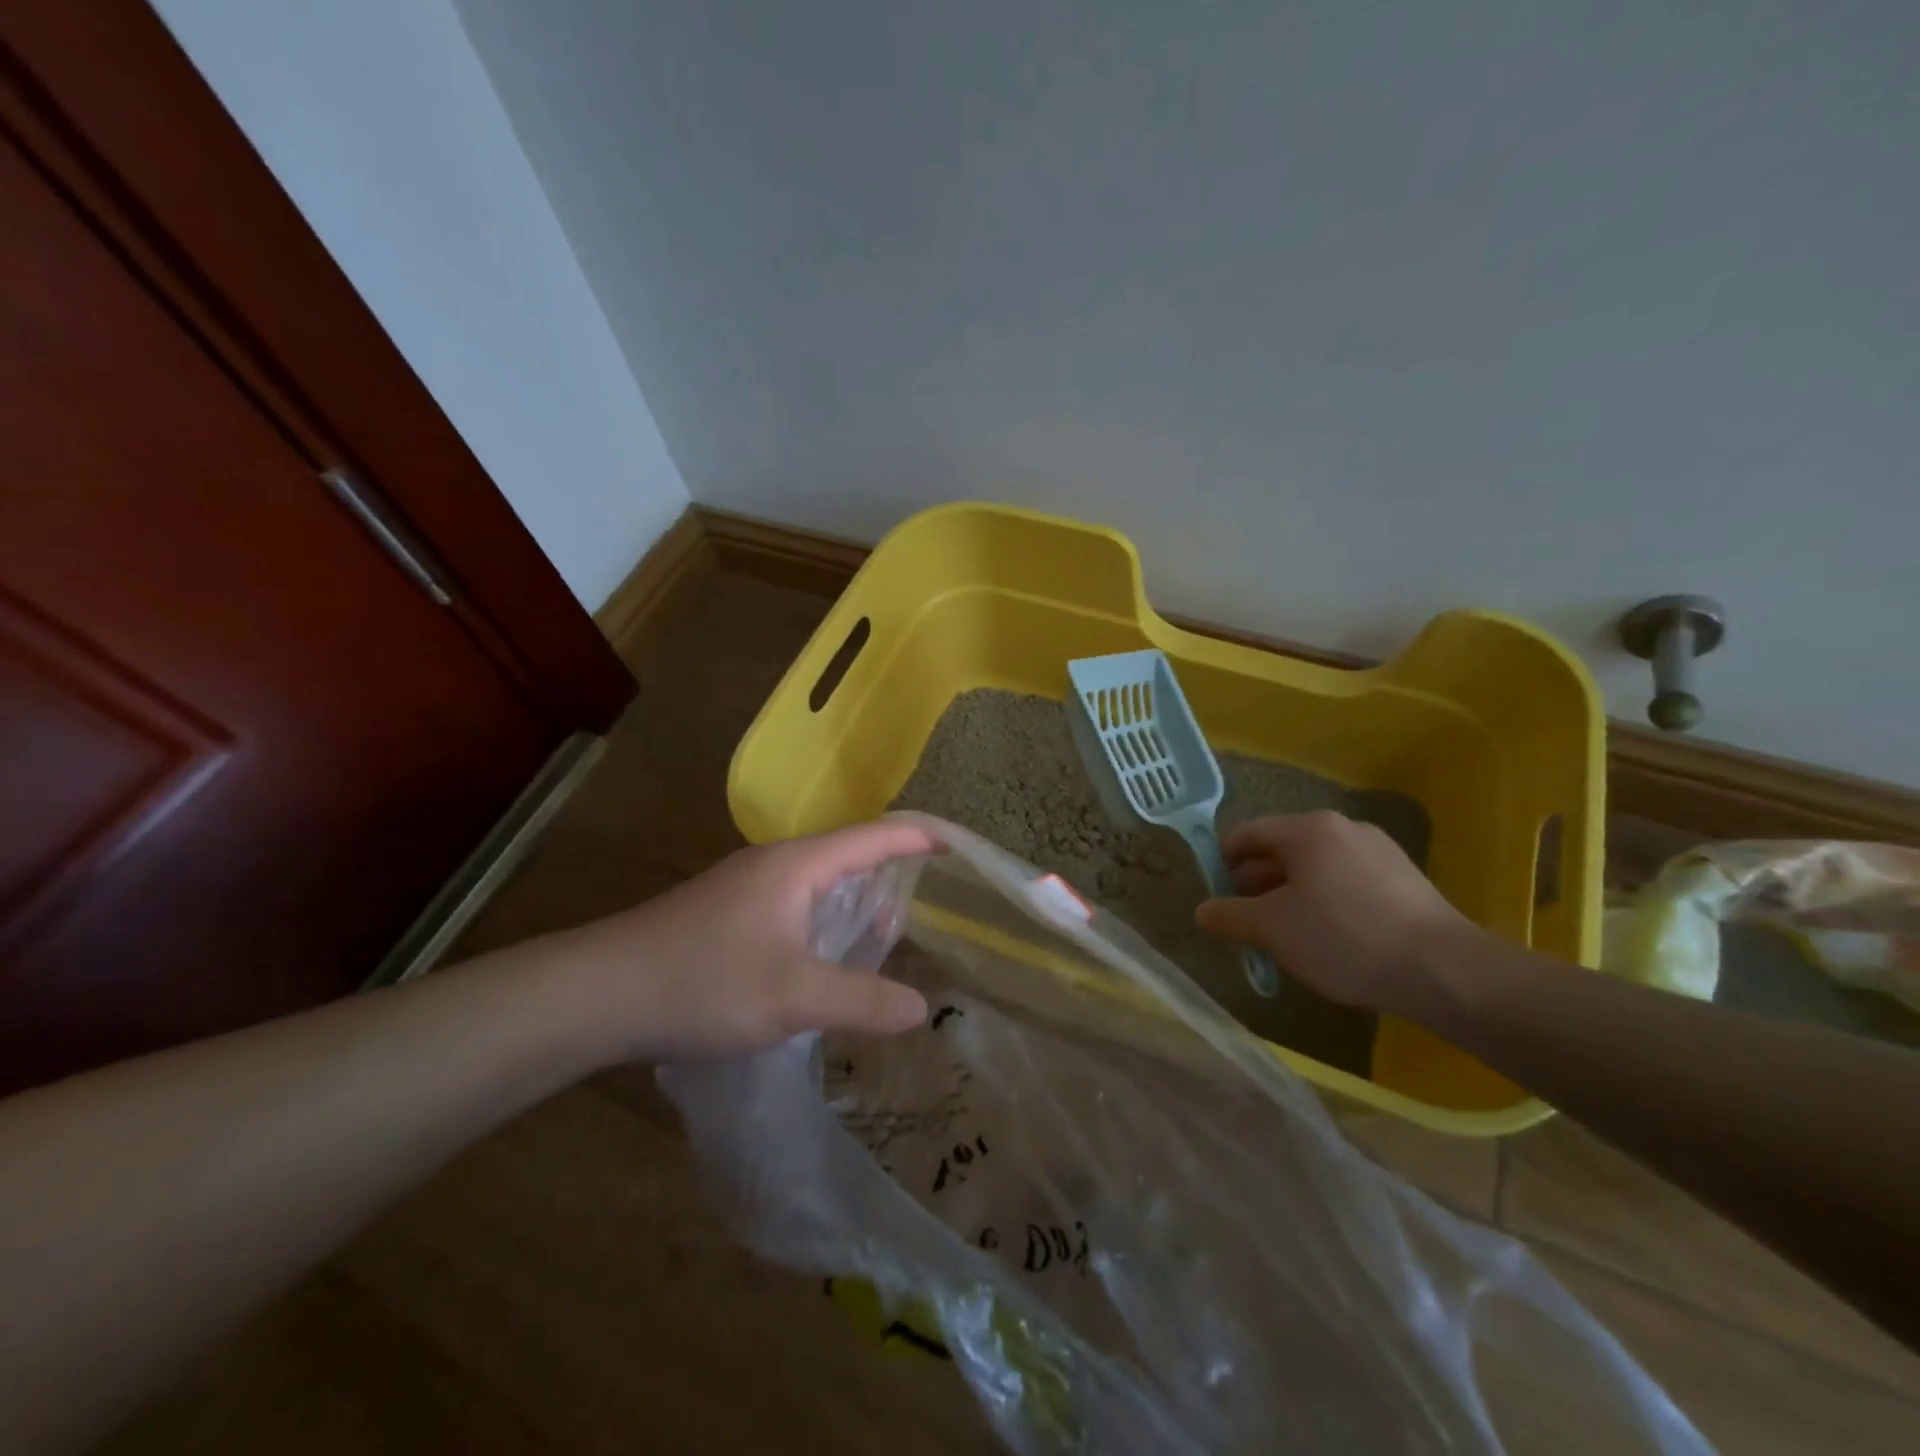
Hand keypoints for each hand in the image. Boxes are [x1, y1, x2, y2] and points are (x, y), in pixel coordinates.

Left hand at [538, 821, 935, 1064]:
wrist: (596, 995)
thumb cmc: (702, 982)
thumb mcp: (792, 996)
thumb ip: (861, 1000)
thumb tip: (921, 1008)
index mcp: (797, 865)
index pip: (875, 835)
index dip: (922, 836)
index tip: (963, 845)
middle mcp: (774, 866)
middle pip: (849, 856)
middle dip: (895, 872)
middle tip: (938, 901)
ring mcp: (745, 890)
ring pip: (819, 885)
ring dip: (857, 903)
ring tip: (893, 933)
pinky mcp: (726, 918)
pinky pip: (794, 908)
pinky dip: (826, 924)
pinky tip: (828, 960)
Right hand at [1193, 811, 1483, 1017]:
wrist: (1443, 971)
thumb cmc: (1343, 938)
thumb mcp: (1273, 929)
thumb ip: (1230, 915)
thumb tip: (1202, 911)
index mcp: (1308, 829)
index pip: (1250, 832)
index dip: (1223, 858)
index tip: (1213, 890)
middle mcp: (1343, 828)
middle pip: (1283, 848)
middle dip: (1256, 880)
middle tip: (1241, 915)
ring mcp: (1379, 851)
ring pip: (1316, 866)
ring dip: (1288, 892)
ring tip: (1279, 931)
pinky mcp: (1404, 879)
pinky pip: (1346, 880)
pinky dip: (1324, 899)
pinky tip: (1325, 936)